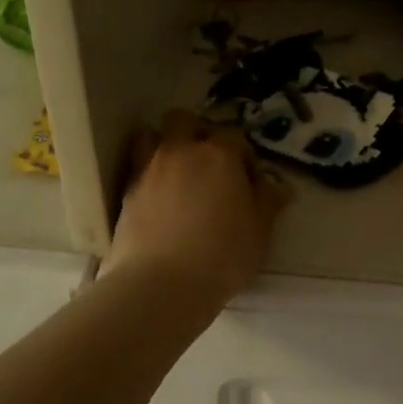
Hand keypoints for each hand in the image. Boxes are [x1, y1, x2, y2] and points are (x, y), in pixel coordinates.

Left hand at [100, 111, 288, 306]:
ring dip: (165, 145)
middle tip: (209, 163)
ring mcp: (148, 169)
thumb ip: (269, 200)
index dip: (244, 155)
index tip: (249, 179)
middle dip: (197, 132)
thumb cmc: (223, 255)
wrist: (162, 283)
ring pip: (152, 135)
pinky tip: (158, 197)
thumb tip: (276, 184)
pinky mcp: (126, 192)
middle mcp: (181, 151)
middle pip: (184, 120)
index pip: (235, 136)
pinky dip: (147, 172)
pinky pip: (135, 166)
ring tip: (177, 172)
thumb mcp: (260, 230)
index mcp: (219, 154)